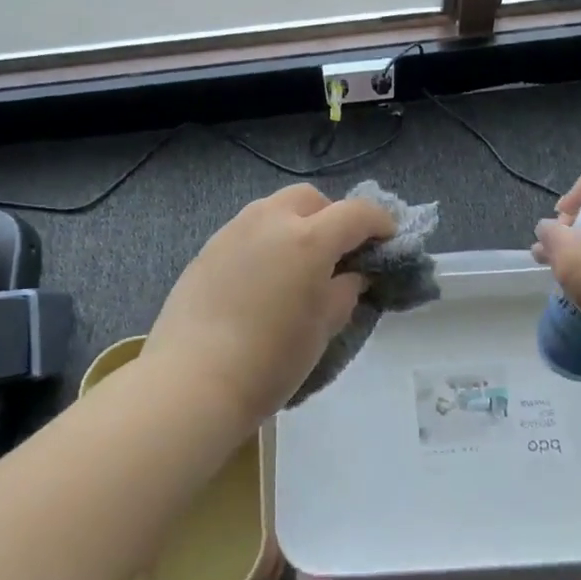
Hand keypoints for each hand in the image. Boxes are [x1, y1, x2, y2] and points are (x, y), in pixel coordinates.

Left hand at [147, 184, 396, 433]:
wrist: (192, 381)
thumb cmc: (270, 360)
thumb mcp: (323, 328)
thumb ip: (345, 291)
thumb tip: (352, 275)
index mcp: (309, 238)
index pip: (357, 213)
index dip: (380, 223)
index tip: (388, 241)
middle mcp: (271, 220)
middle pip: (312, 198)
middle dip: (332, 217)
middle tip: (339, 253)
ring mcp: (234, 230)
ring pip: (275, 208)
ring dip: (297, 224)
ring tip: (299, 264)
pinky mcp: (208, 248)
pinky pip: (248, 229)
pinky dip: (267, 240)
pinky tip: (264, 277)